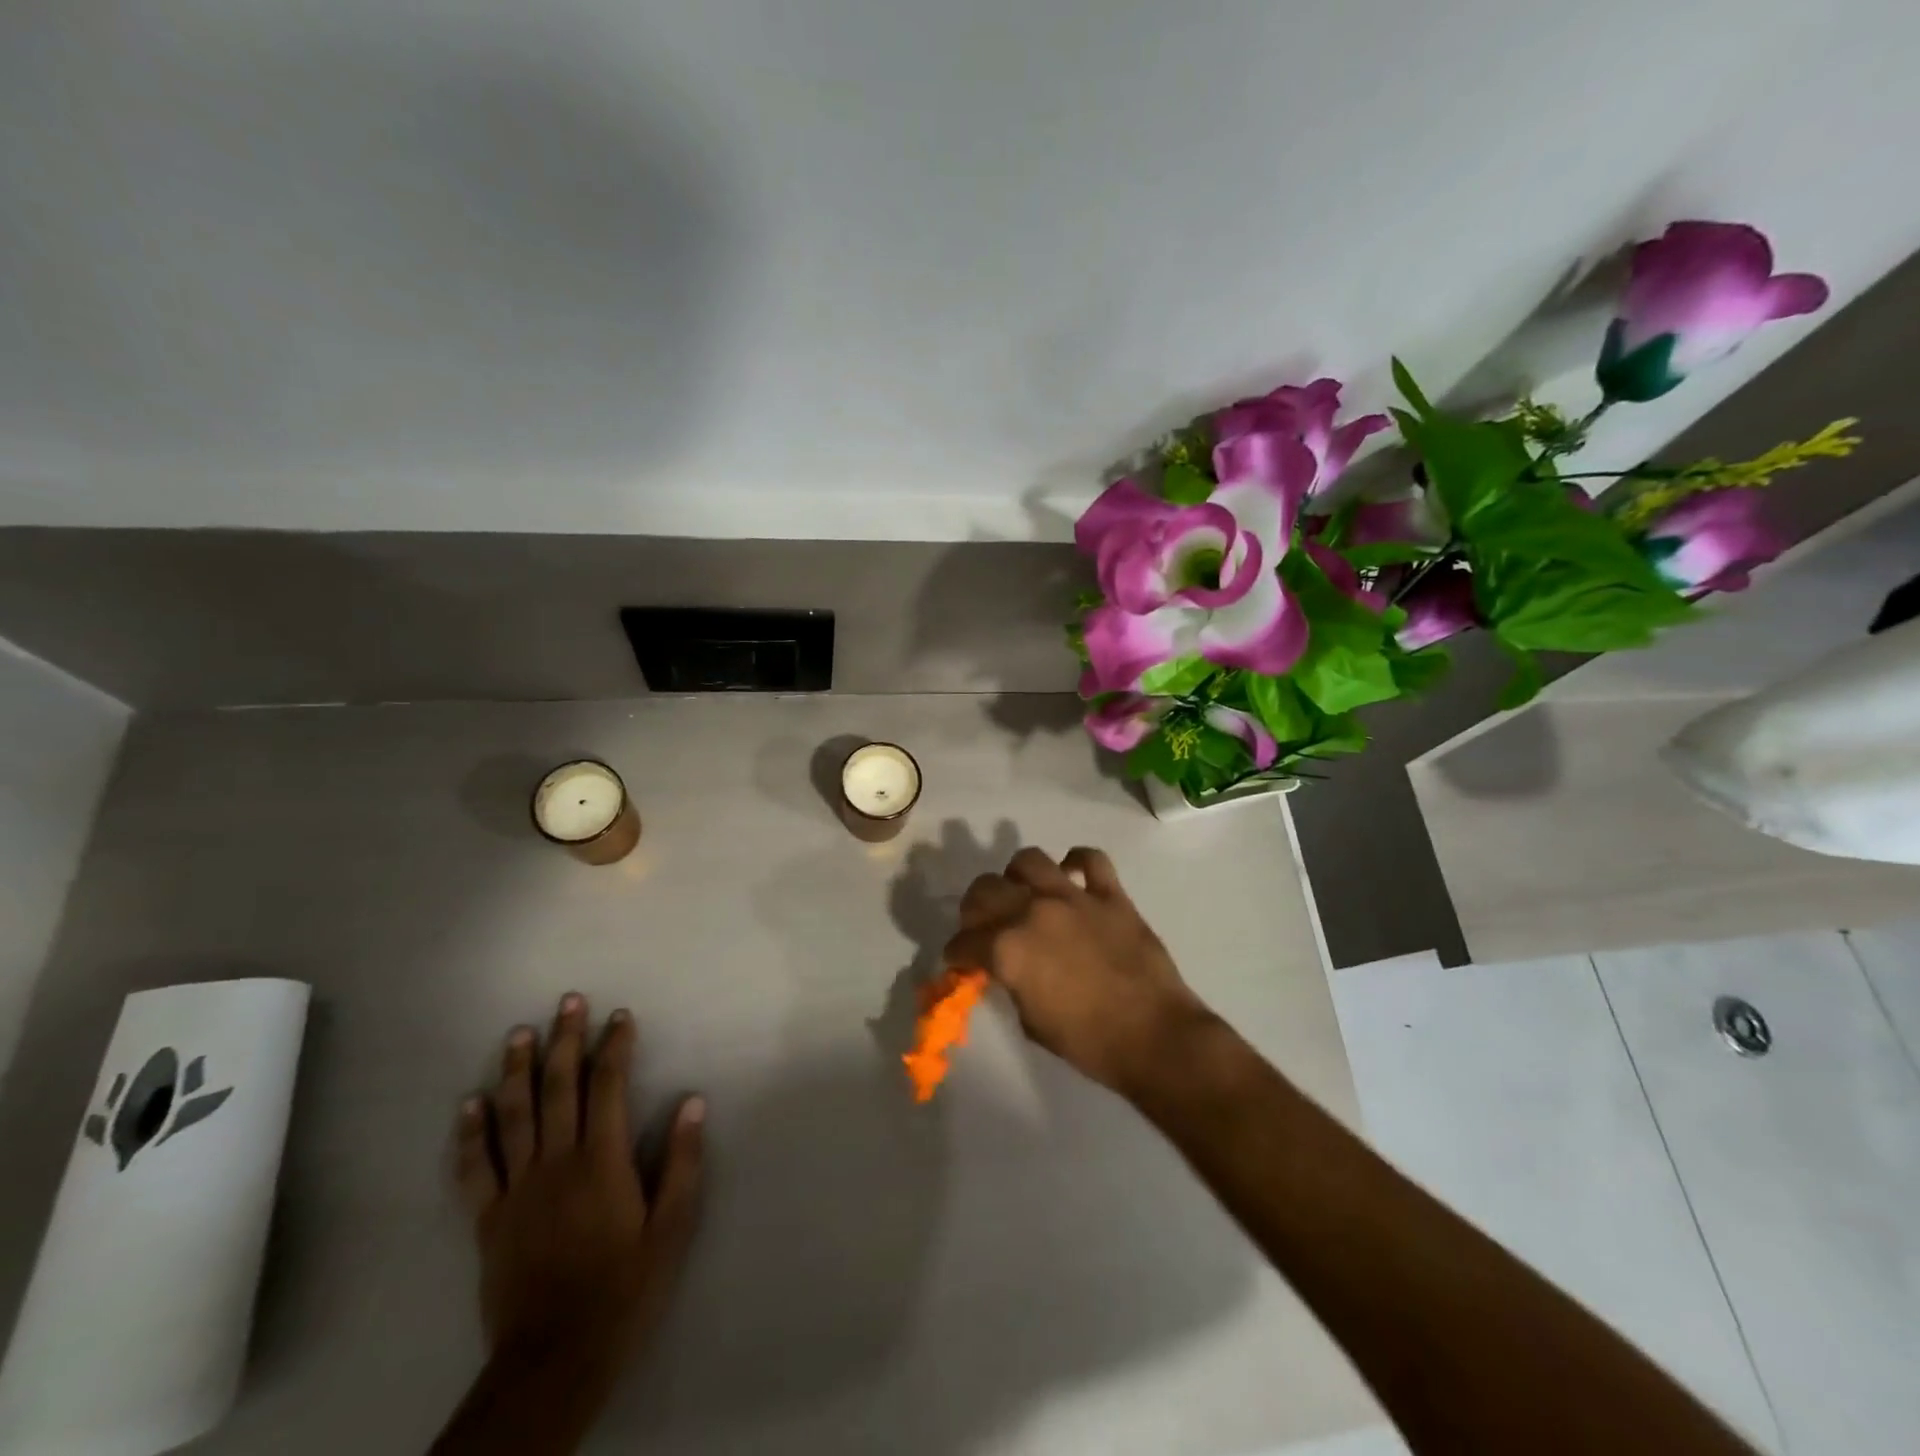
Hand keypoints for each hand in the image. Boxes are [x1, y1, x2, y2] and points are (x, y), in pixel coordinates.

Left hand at [455, 994, 704, 1371]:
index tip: (621, 1016)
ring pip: (513, 1116)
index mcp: (602, 1162)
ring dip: (515, 1070)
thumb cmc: (624, 1288)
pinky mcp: (488, 1219)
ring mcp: (516, 1189)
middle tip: (569, 1001)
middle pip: (558, 1088)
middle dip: (565, 1040)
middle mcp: (556, 1163)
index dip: (615, 1046)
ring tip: (518, 1033)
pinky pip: (474, 1168)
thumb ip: (683, 1162)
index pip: (608, 1087)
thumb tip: (693, 1102)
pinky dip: (469, 1133)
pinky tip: (468, 1103)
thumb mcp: (672, 1229)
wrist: (555, 1359)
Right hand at [942, 846, 1215, 1095]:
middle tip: (983, 925)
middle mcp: (1032, 912)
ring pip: (1029, 861)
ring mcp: (1073, 897)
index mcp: (1007, 949)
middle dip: (974, 909)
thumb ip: (1011, 983)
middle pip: (984, 890)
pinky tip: (1072, 876)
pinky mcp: (1110, 894)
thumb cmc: (1089, 1043)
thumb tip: (1004, 969)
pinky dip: (1077, 862)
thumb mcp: (1031, 1022)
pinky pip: (1090, 858)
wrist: (1154, 1037)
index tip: (959, 960)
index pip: (964, 942)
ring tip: (1023, 893)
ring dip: (1017, 876)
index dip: (957, 953)